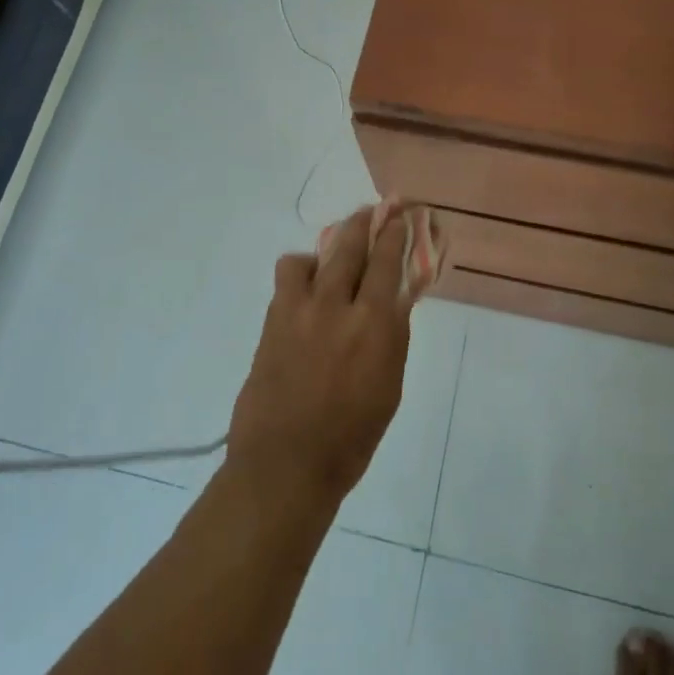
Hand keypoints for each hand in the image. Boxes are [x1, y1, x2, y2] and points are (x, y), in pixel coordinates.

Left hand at [227, 205, 416, 506]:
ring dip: (329, 248)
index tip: (400, 216)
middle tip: (374, 210)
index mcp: (374, 325)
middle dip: (365, 223)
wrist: (286, 464)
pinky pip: (287, 278)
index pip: (387, 262)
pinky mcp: (272, 320)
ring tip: (333, 257)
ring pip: (313, 256)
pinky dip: (301, 274)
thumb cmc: (351, 437)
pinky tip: (307, 288)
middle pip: (351, 247)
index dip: (395, 234)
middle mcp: (336, 306)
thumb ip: (391, 338)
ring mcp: (298, 310)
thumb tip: (392, 303)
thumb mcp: (389, 388)